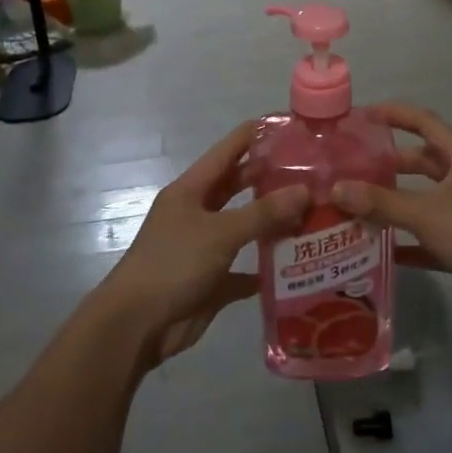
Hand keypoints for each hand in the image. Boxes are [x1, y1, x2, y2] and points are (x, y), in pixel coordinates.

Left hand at [90, 123, 308, 366]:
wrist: (136, 326)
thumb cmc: (173, 264)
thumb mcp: (220, 233)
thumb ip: (263, 213)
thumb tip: (305, 191)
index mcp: (191, 189)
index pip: (229, 150)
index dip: (257, 135)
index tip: (293, 126)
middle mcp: (198, 212)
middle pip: (239, 186)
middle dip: (271, 178)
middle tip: (314, 171)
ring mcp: (205, 247)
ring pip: (245, 227)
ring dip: (274, 223)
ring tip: (315, 212)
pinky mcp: (212, 281)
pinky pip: (246, 269)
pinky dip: (267, 268)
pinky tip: (299, 264)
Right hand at [332, 104, 451, 326]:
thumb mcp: (427, 214)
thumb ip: (381, 202)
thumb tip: (337, 188)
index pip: (424, 121)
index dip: (394, 114)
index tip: (361, 117)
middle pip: (421, 160)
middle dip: (387, 163)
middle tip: (349, 168)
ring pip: (423, 198)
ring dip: (393, 202)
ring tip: (354, 205)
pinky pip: (428, 235)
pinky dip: (405, 239)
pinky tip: (377, 248)